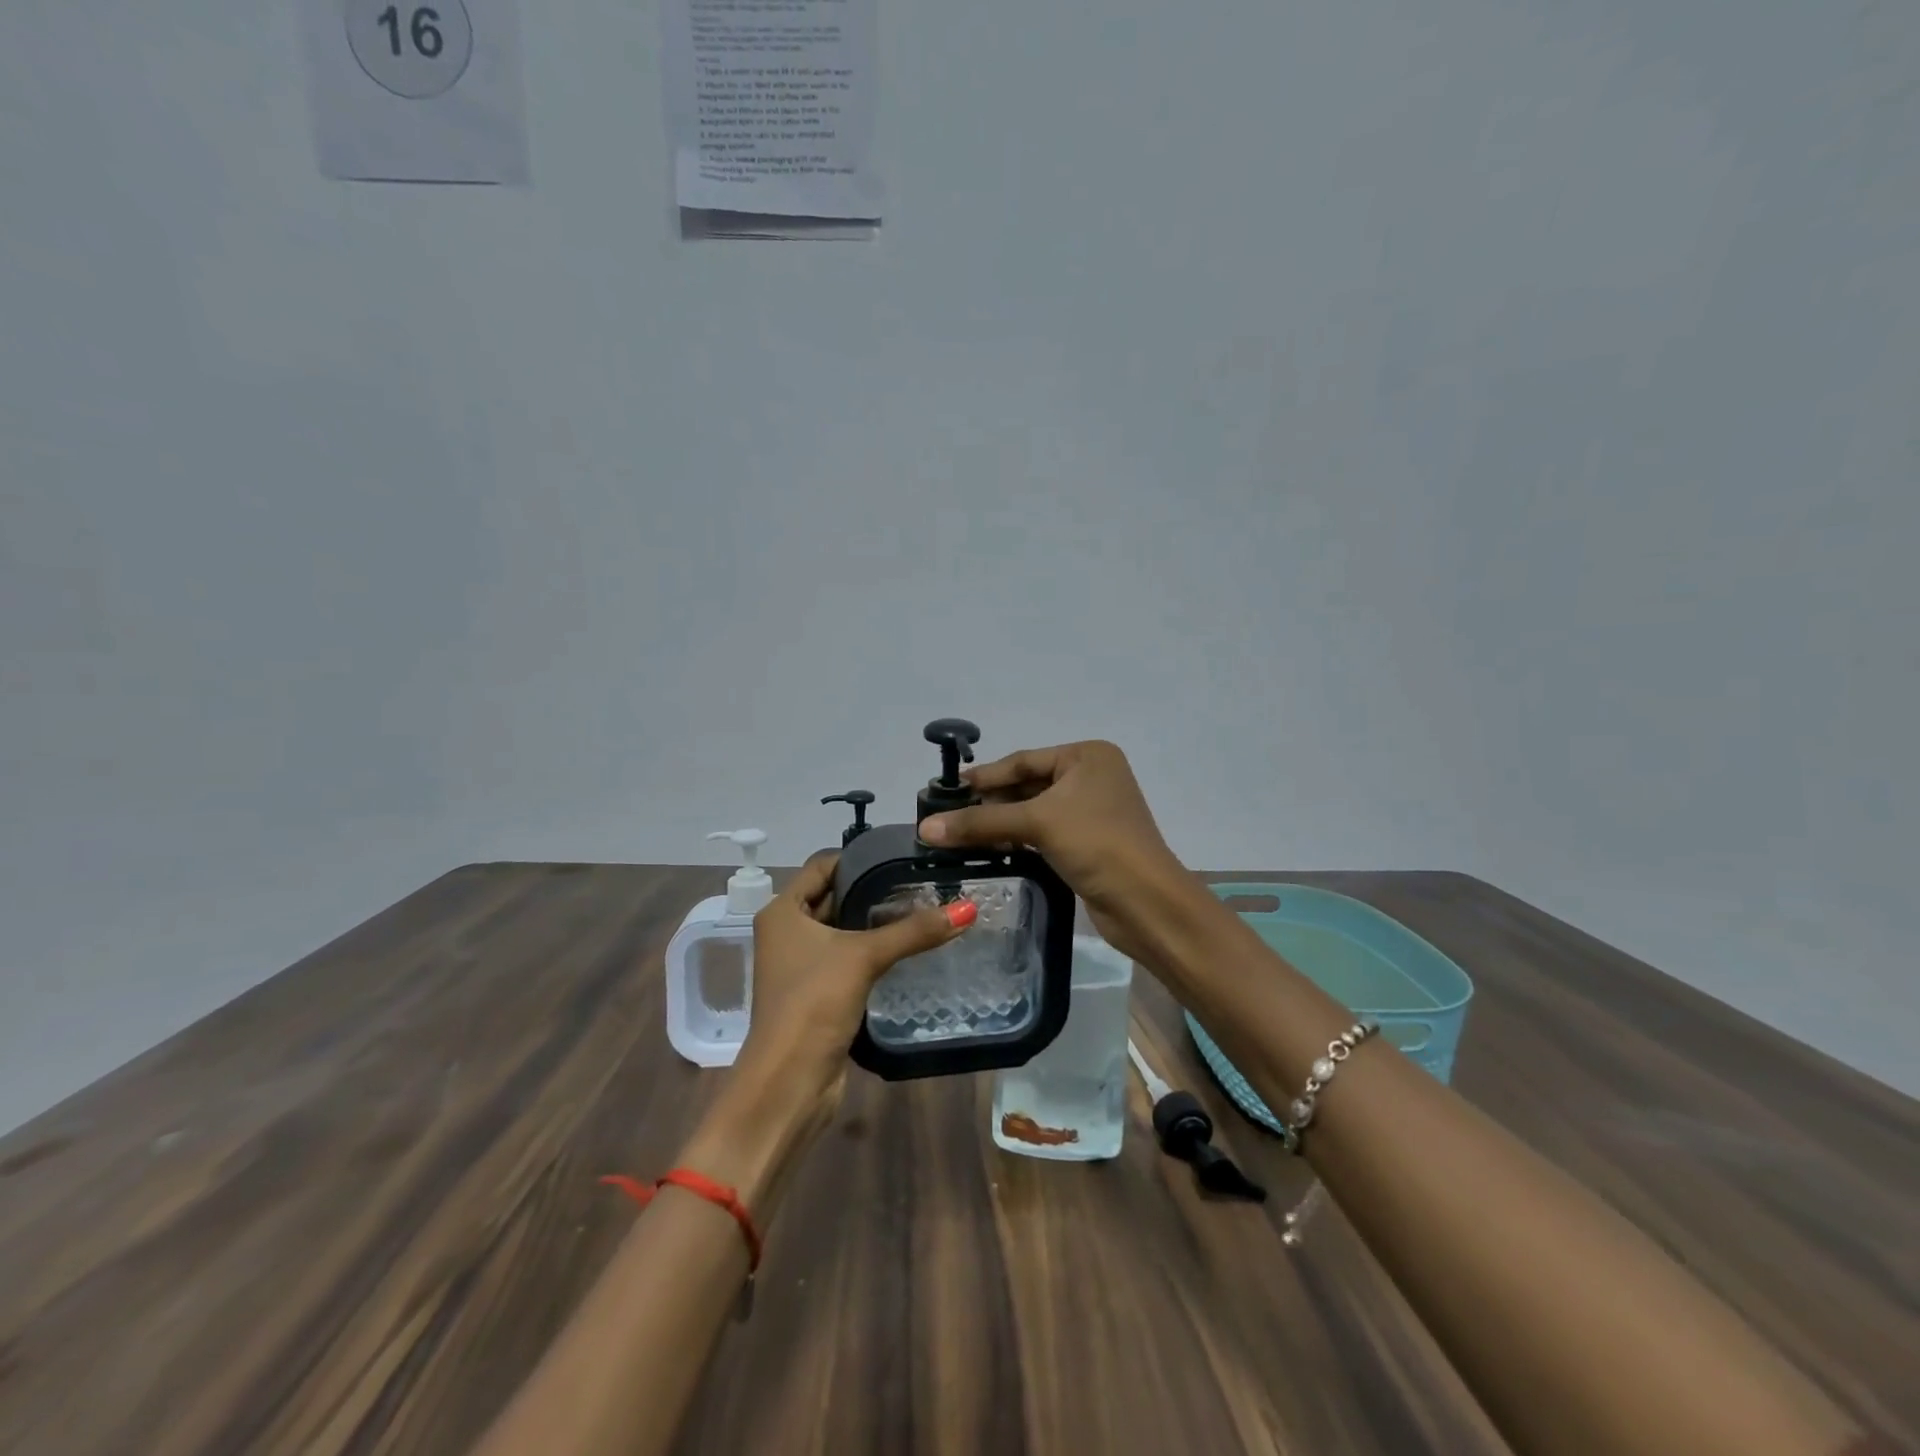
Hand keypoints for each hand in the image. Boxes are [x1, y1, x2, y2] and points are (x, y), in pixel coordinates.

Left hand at [735, 852, 974, 1123]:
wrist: (789, 1082)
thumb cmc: (813, 1003)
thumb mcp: (863, 957)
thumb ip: (914, 931)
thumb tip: (968, 909)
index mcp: (783, 911)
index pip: (823, 866)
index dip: (859, 858)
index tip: (902, 855)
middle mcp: (787, 931)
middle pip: (835, 896)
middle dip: (874, 890)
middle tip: (923, 881)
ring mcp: (801, 964)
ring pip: (844, 929)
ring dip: (877, 922)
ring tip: (925, 907)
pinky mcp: (818, 991)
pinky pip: (849, 957)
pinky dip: (874, 950)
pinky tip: (910, 946)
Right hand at [917, 740, 1191, 964]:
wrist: (1146, 902)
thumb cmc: (1096, 843)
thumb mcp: (1037, 823)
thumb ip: (980, 822)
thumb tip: (925, 828)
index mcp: (1087, 756)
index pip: (1023, 760)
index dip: (983, 777)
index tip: (943, 791)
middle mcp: (1091, 777)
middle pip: (1026, 785)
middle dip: (989, 802)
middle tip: (945, 816)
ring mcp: (1090, 811)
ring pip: (1033, 811)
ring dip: (999, 823)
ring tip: (957, 835)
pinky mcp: (1087, 843)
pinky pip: (1042, 833)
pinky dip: (1016, 839)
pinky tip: (987, 849)